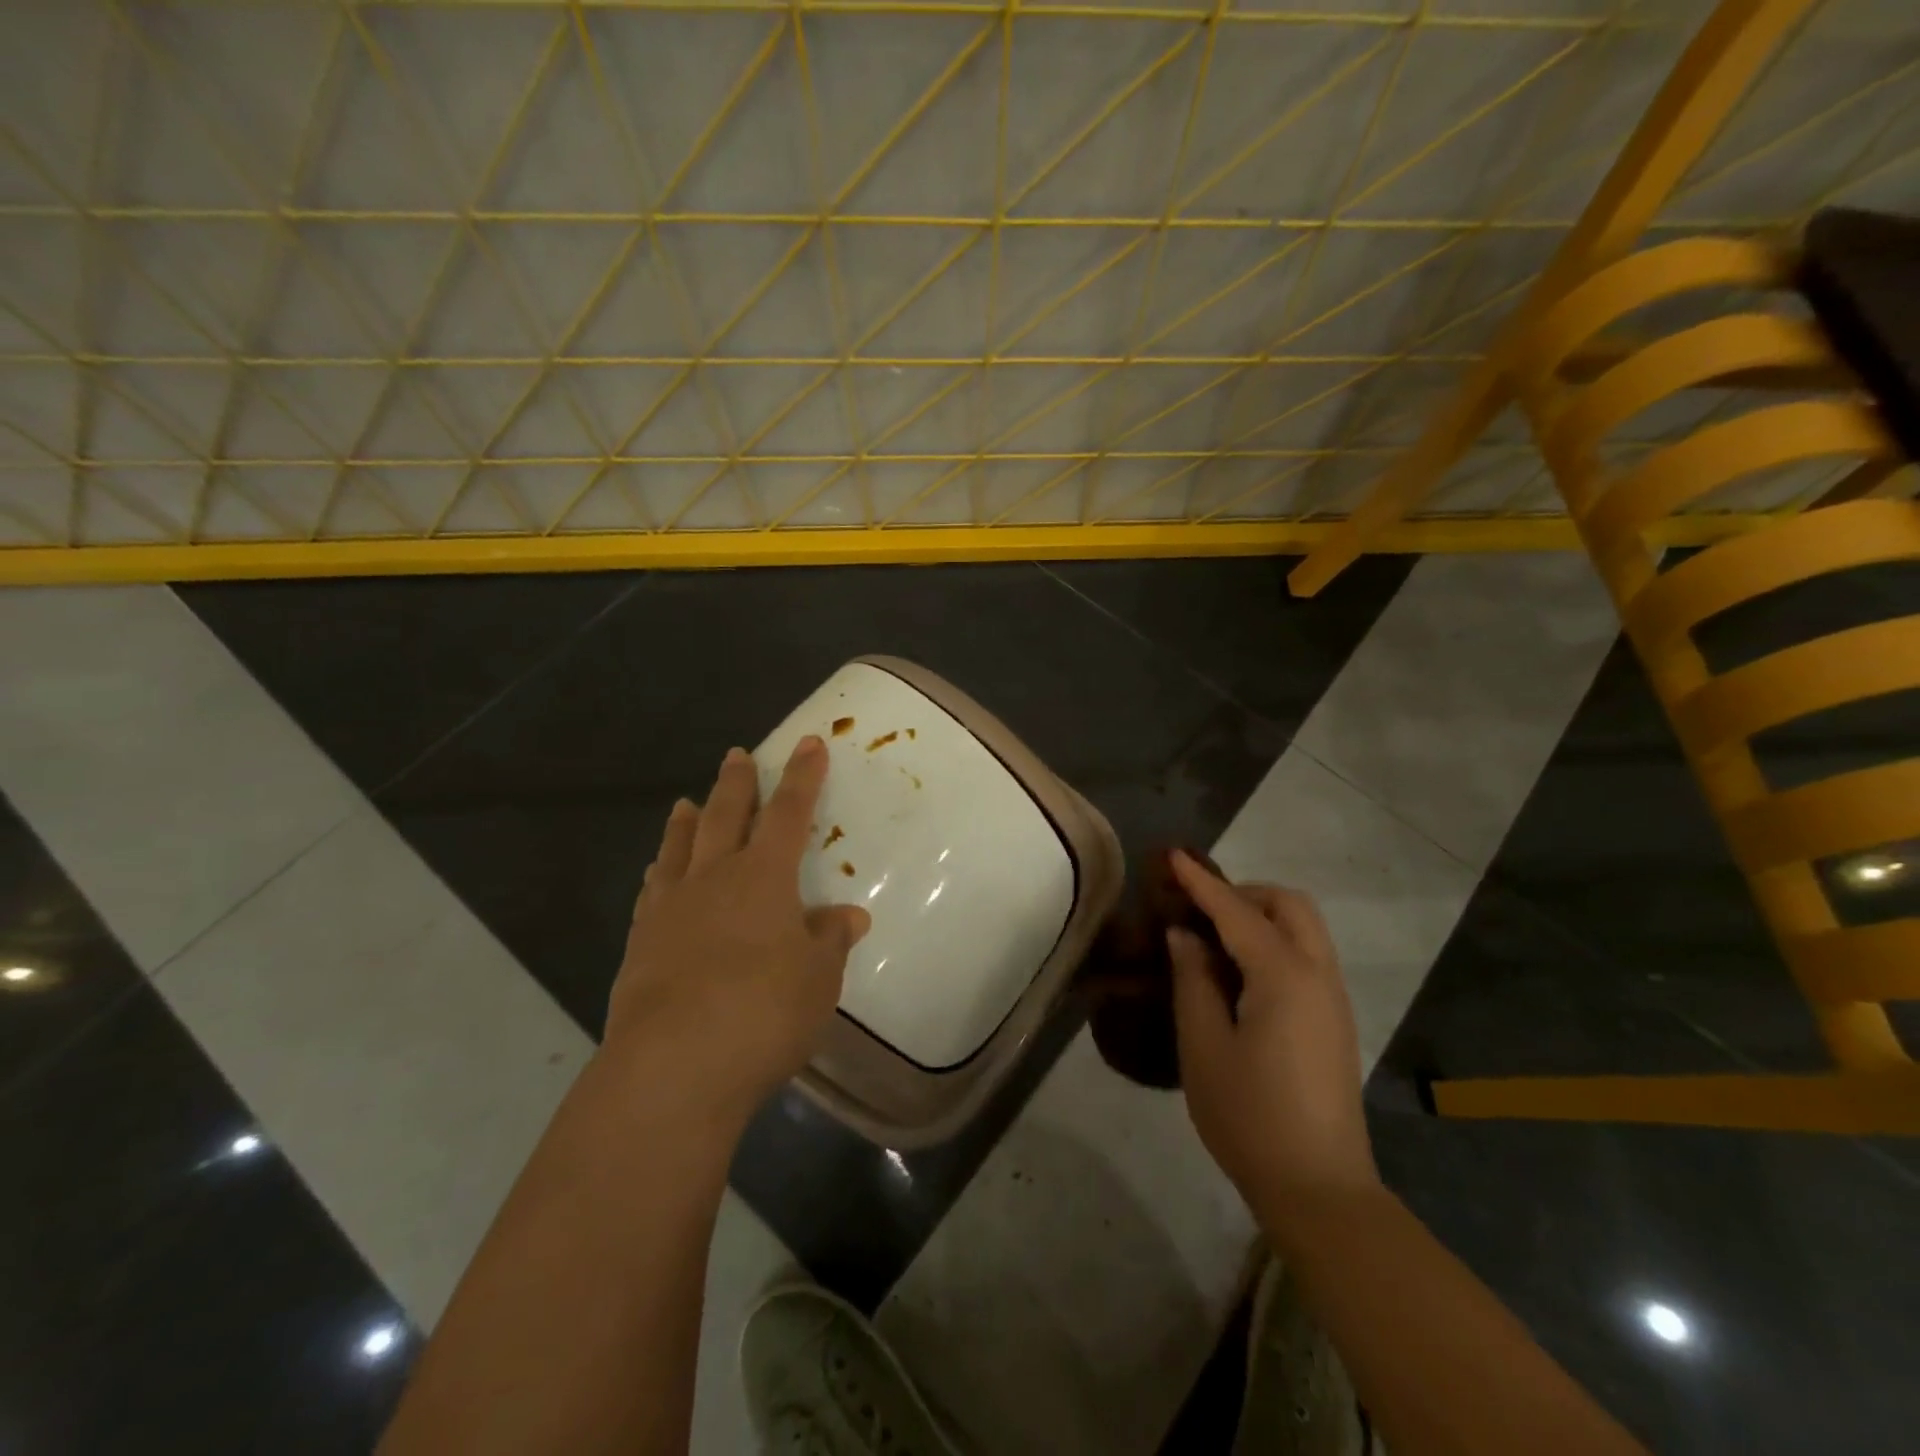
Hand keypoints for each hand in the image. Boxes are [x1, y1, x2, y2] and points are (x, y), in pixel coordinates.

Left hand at [606, 737, 871, 1127]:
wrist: (673, 1066)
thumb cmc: (763, 1011)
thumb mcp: (818, 978)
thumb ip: (831, 940)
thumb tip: (849, 915)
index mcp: (763, 876)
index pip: (789, 812)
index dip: (803, 777)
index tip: (809, 743)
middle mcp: (714, 878)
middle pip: (725, 815)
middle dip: (737, 783)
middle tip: (737, 754)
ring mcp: (671, 908)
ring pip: (679, 847)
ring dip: (686, 820)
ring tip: (685, 801)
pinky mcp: (641, 943)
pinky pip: (653, 891)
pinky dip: (659, 871)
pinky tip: (657, 874)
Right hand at [1166, 850, 1377, 1209]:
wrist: (1319, 1187)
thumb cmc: (1249, 1115)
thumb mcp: (1203, 1045)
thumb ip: (1192, 980)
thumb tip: (1184, 936)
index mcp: (1283, 975)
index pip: (1236, 911)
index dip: (1201, 882)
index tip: (1172, 857)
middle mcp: (1317, 974)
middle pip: (1288, 905)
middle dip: (1243, 893)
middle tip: (1198, 910)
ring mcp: (1333, 998)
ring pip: (1303, 928)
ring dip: (1261, 916)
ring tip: (1214, 939)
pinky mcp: (1335, 1020)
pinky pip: (1306, 955)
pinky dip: (1274, 942)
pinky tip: (1241, 973)